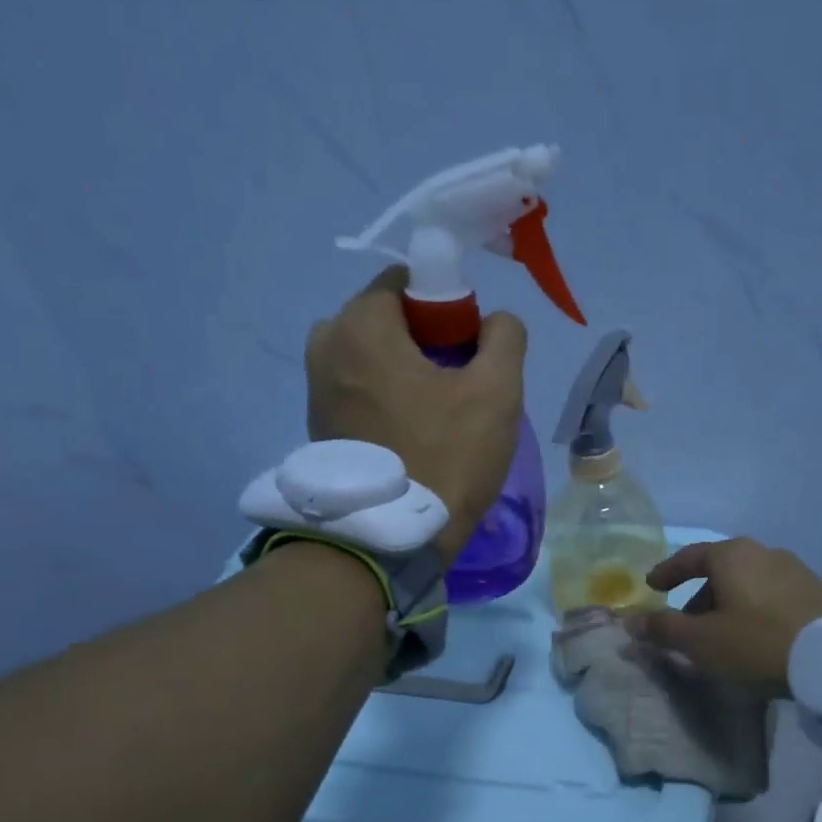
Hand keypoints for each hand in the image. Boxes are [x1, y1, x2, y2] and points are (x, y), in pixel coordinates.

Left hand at [305, 266, 527, 564]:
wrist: (392, 538)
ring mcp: (316, 389)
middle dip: (425, 342)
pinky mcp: (318, 426)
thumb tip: (495, 321)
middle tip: (459, 386)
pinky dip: (386, 400)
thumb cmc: (446, 457)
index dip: (448, 308)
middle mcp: (326, 345)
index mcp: (362, 325)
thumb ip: (505, 338)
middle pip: (387, 321)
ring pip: (373, 359)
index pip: (408, 283)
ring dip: (406, 373)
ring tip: (438, 415)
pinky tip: (413, 435)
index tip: (470, 351)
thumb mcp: (497, 392)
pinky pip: (359, 392)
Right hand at [631, 538, 821, 697]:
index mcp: (731, 555)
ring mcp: (792, 569)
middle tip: (686, 624)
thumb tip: (631, 621)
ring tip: (722, 636)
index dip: (666, 573)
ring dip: (726, 605)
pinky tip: (754, 636)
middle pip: (719, 571)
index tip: (652, 587)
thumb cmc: (756, 642)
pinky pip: (769, 595)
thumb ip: (663, 629)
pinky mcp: (814, 590)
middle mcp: (762, 552)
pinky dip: (752, 609)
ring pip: (746, 584)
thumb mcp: (701, 641)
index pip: (688, 557)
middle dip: (698, 596)